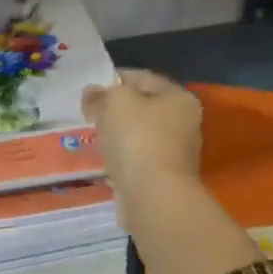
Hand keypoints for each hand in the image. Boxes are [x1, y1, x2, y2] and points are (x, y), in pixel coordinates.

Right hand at [82, 68, 203, 197]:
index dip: (113, 79)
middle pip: (143, 106)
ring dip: (118, 133)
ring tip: (93, 135)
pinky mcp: (163, 176)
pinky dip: (121, 155)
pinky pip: (137, 157)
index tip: (88, 89)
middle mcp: (184, 122)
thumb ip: (102, 93)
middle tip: (88, 112)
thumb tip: (92, 92)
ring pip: (139, 133)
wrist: (153, 196)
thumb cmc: (137, 138)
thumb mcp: (115, 102)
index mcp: (179, 97)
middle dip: (115, 108)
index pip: (142, 78)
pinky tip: (105, 158)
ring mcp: (176, 152)